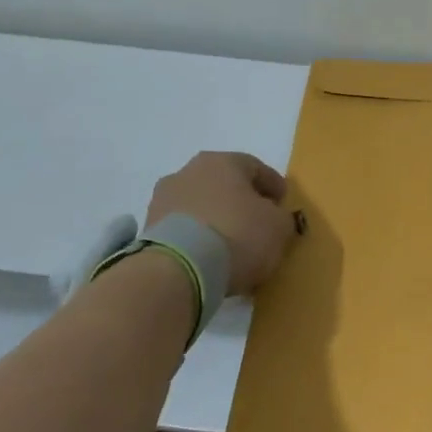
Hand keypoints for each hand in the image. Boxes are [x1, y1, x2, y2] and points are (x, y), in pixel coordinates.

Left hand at [145, 151, 295, 295]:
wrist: (178, 270)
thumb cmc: (237, 235)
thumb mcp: (278, 226)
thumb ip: (281, 217)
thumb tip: (273, 218)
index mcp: (222, 161)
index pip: (255, 167)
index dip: (273, 185)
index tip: (283, 203)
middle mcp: (189, 172)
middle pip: (224, 185)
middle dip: (241, 202)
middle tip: (257, 223)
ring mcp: (163, 200)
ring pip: (200, 206)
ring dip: (215, 220)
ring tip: (230, 247)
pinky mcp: (148, 230)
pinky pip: (183, 229)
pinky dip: (197, 239)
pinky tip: (209, 258)